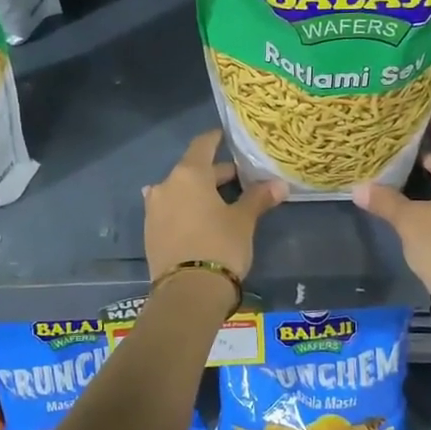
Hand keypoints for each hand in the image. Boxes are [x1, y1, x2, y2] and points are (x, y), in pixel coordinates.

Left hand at [143, 131, 285, 282]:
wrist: (187, 292)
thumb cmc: (219, 245)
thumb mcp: (243, 221)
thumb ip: (258, 198)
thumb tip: (280, 185)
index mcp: (189, 174)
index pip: (202, 145)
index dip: (216, 138)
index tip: (226, 136)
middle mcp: (166, 185)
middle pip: (192, 170)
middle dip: (215, 174)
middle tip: (239, 179)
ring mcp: (154, 209)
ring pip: (179, 191)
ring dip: (198, 193)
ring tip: (219, 202)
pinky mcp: (151, 233)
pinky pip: (170, 211)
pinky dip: (185, 210)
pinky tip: (198, 220)